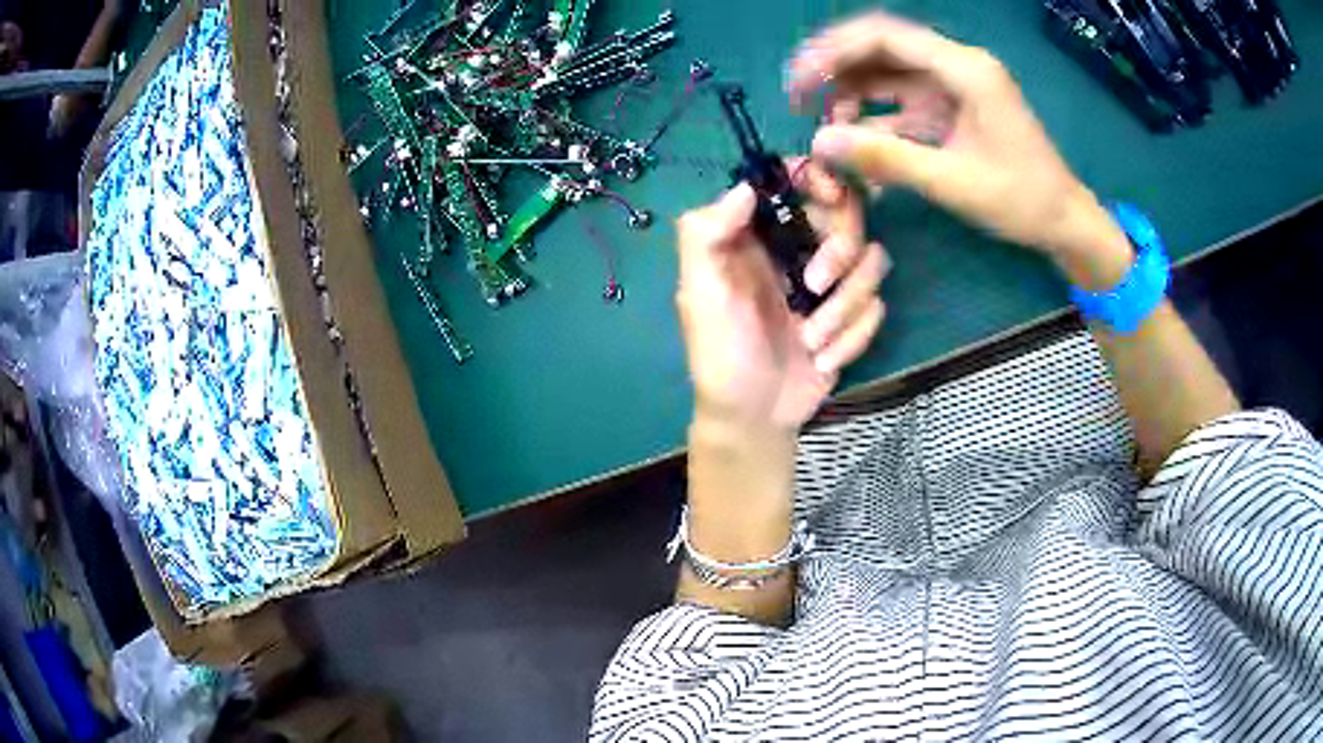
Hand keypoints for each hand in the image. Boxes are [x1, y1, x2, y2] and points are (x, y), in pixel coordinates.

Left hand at [675, 162, 886, 432]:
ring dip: (844, 308)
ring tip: (810, 340)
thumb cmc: (722, 354)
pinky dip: (851, 338)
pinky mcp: (852, 315)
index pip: (799, 179)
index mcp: (759, 233)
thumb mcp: (700, 294)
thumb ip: (706, 235)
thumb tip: (745, 187)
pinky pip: (877, 308)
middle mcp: (799, 246)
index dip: (820, 177)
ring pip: (873, 261)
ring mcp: (831, 281)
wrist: (756, 417)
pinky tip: (820, 358)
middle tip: (813, 287)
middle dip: (840, 252)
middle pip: (850, 213)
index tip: (830, 197)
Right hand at [786, 13, 1125, 265]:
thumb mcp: (954, 182)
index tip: (798, 82)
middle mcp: (957, 64)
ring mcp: (954, 84)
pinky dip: (875, 114)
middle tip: (798, 99)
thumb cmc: (1022, 201)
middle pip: (881, 46)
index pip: (884, 37)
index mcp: (965, 69)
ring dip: (852, 92)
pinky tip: (856, 137)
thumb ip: (887, 158)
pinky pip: (902, 97)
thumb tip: (819, 143)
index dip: (833, 53)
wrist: (1065, 221)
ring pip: (887, 71)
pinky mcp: (952, 105)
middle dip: (835, 68)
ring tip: (826, 126)